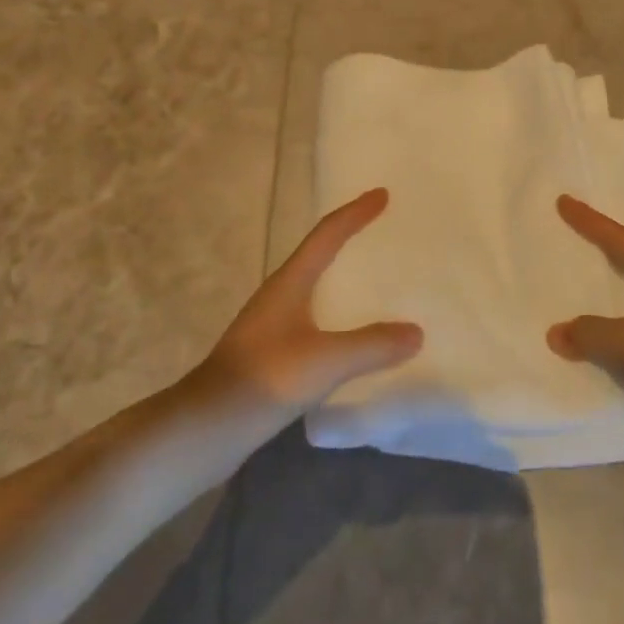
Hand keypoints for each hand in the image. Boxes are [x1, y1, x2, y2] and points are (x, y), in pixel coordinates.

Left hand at [196, 188, 422, 419]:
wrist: (207, 428)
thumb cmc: (266, 378)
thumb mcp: (326, 360)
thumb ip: (372, 345)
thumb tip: (416, 332)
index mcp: (291, 282)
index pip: (327, 234)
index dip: (355, 213)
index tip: (382, 195)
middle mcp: (280, 295)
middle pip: (320, 255)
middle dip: (350, 239)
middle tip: (383, 232)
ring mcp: (272, 325)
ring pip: (316, 289)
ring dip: (343, 279)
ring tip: (376, 281)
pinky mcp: (272, 354)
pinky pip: (314, 320)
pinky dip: (338, 316)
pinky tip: (353, 337)